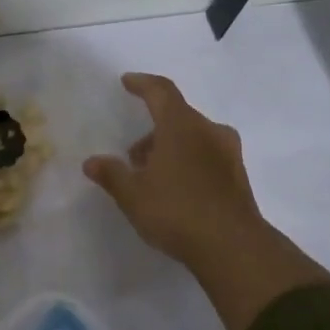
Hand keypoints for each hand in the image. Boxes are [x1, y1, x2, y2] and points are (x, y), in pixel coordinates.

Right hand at [84, 73, 329, 329]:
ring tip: (152, 175)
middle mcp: (209, 131)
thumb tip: (92, 162)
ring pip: (194, 137)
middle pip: (178, 116)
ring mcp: (228, 153)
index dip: (142, 84)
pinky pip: (208, 155)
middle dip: (153, 129)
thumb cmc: (177, 211)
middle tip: (133, 154)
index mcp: (182, 126)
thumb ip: (111, 174)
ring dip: (171, 147)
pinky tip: (176, 188)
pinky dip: (189, 161)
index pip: (161, 91)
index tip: (127, 82)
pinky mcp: (238, 176)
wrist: (233, 248)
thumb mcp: (133, 195)